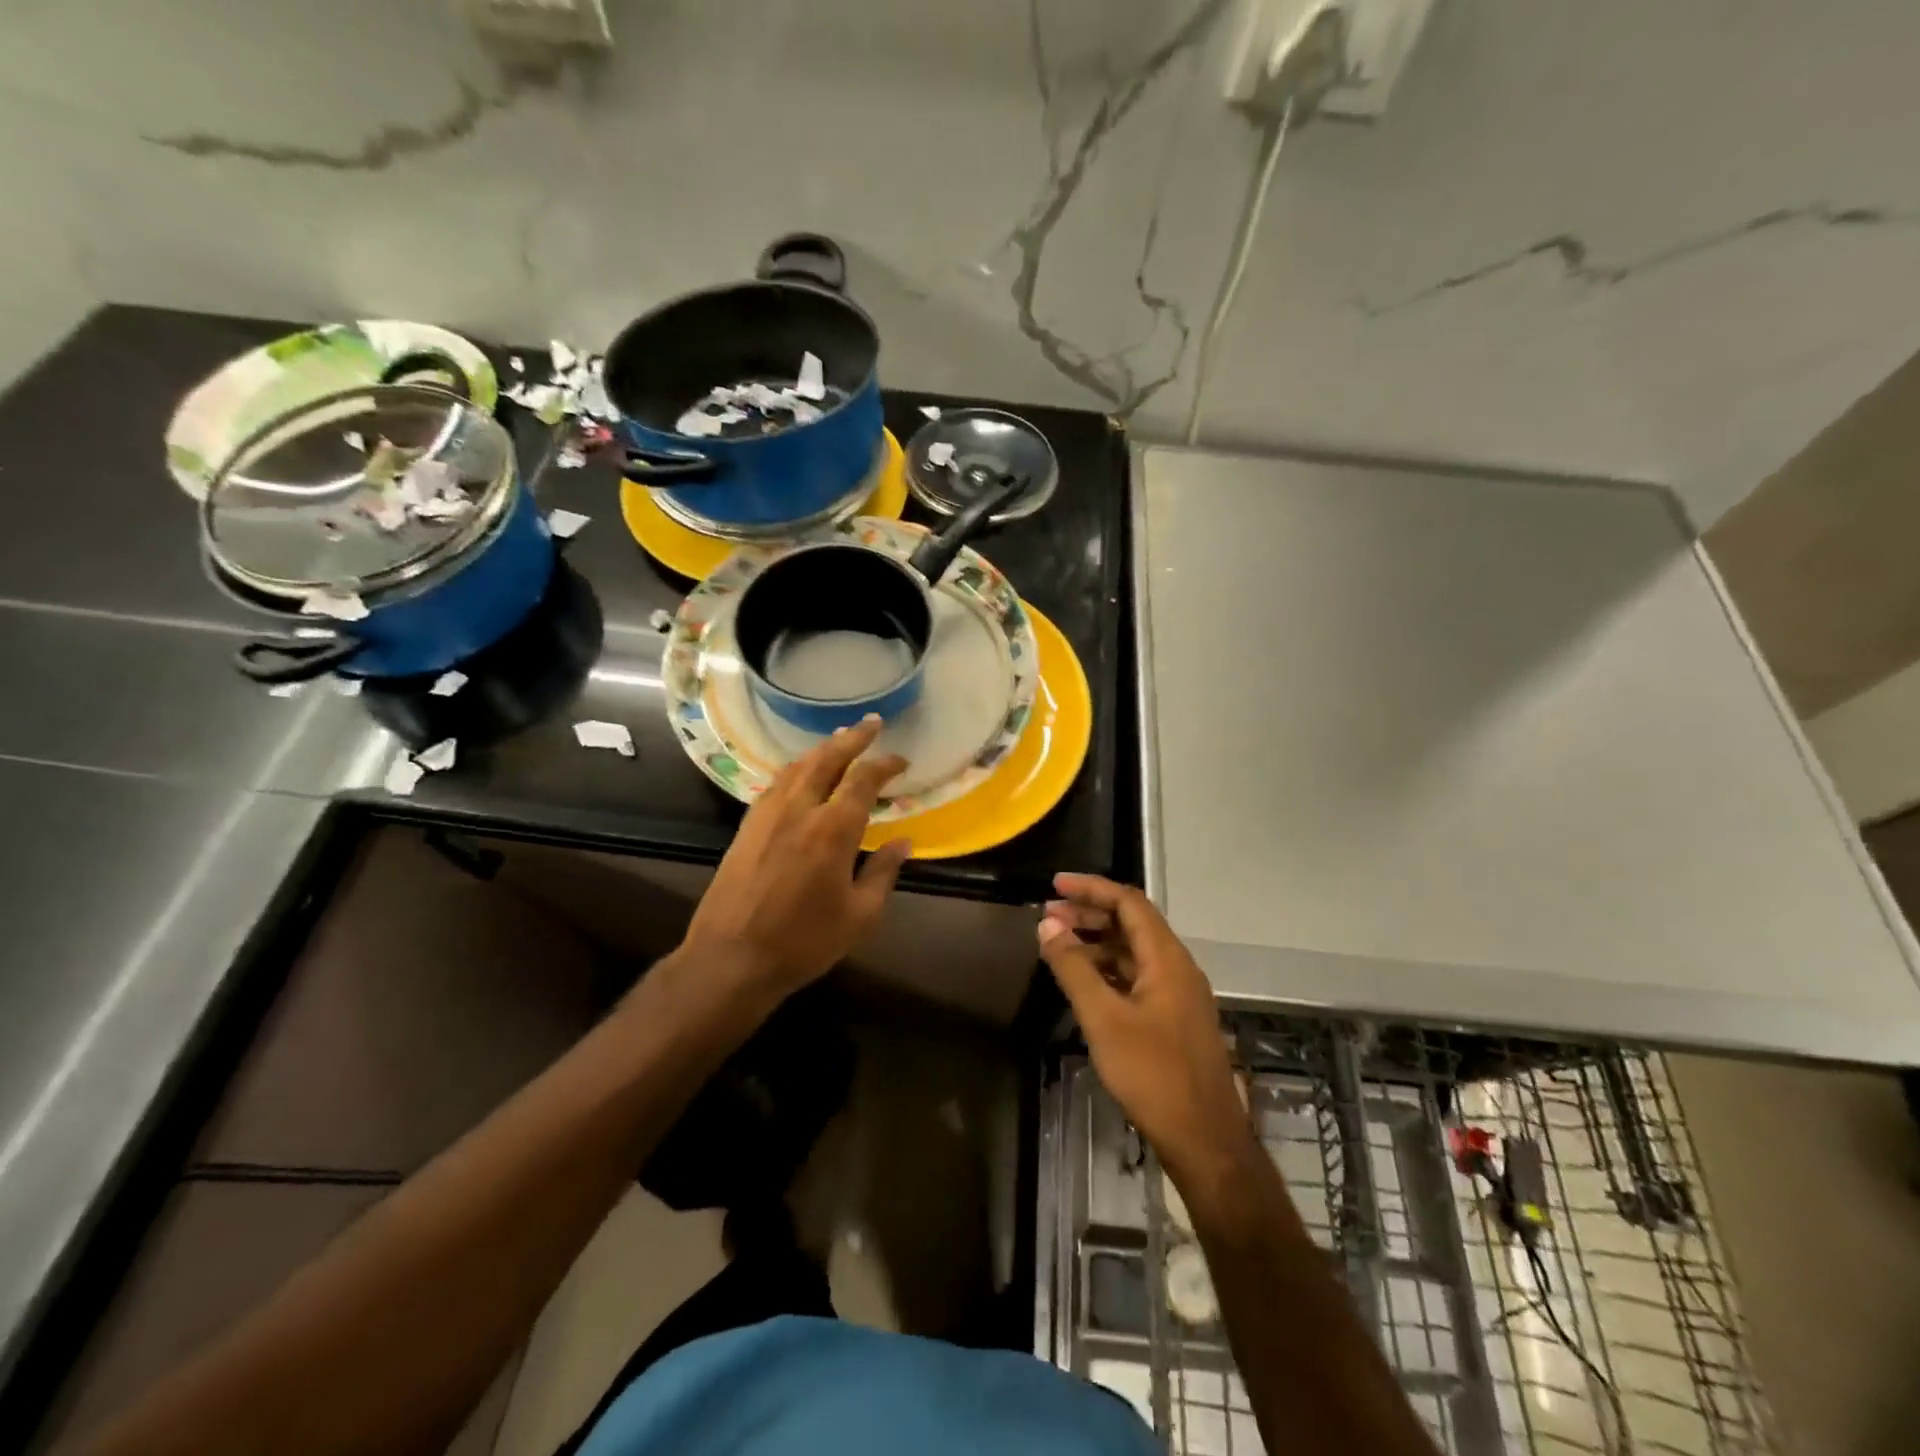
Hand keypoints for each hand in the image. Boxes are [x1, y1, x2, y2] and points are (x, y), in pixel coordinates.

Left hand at [683, 717, 909, 1002]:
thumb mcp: (860, 915)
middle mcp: (799, 810)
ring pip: (797, 767)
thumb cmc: (804, 942)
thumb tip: (904, 842)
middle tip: (872, 723)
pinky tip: (802, 773)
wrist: (731, 959)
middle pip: (827, 759)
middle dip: (852, 738)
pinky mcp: (747, 827)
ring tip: (840, 740)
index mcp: (832, 830)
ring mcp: (767, 815)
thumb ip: (883, 872)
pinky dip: (797, 769)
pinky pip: (777, 783)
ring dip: (822, 749)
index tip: (901, 760)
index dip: (885, 764)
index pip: (863, 780)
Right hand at [1038, 875, 1256, 1197]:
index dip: (1091, 888)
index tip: (1055, 885)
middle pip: (1132, 923)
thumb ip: (1074, 968)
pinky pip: (1137, 976)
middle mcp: (1177, 967)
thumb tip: (1048, 925)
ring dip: (1097, 942)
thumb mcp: (1104, 1019)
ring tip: (1058, 944)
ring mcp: (1178, 993)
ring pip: (1134, 951)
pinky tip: (1084, 980)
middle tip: (1048, 916)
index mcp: (1166, 958)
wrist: (1204, 1138)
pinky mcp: (1174, 1017)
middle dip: (1090, 914)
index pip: (1129, 902)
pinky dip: (1108, 968)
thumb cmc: (1153, 1074)